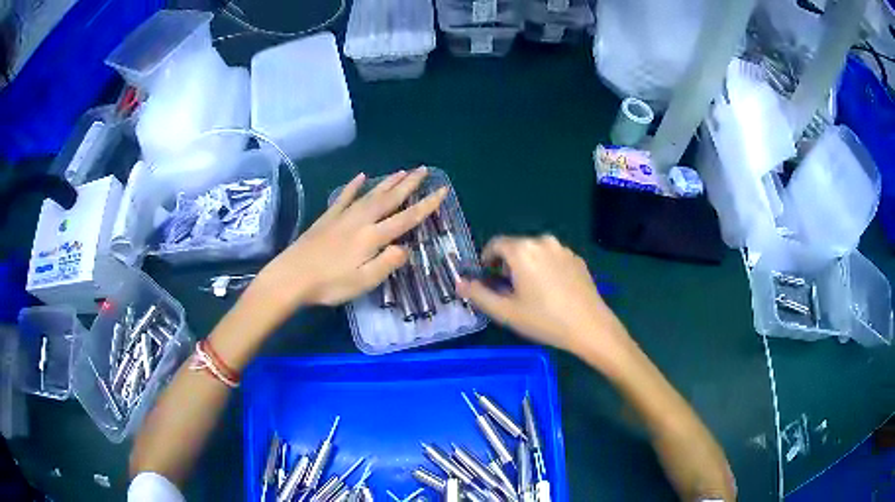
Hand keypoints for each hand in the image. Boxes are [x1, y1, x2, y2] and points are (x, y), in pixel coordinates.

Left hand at [253, 166, 447, 313]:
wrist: (291, 277)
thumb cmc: (329, 284)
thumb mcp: (363, 281)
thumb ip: (387, 263)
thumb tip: (406, 248)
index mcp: (372, 237)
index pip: (406, 218)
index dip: (426, 205)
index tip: (442, 190)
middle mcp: (361, 220)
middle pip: (389, 198)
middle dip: (408, 184)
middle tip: (423, 169)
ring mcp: (342, 216)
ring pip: (370, 194)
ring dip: (387, 182)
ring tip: (402, 171)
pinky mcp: (327, 218)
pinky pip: (344, 197)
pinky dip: (354, 186)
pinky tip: (361, 177)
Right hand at [457, 235, 630, 358]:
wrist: (590, 327)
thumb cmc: (544, 320)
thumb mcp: (506, 312)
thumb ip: (478, 295)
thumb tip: (459, 283)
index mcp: (522, 250)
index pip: (495, 244)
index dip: (487, 260)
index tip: (488, 278)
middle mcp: (543, 241)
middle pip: (516, 246)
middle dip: (507, 264)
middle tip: (509, 290)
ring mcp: (563, 249)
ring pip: (535, 251)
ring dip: (527, 265)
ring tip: (531, 292)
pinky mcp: (577, 258)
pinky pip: (553, 257)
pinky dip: (545, 268)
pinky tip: (552, 291)